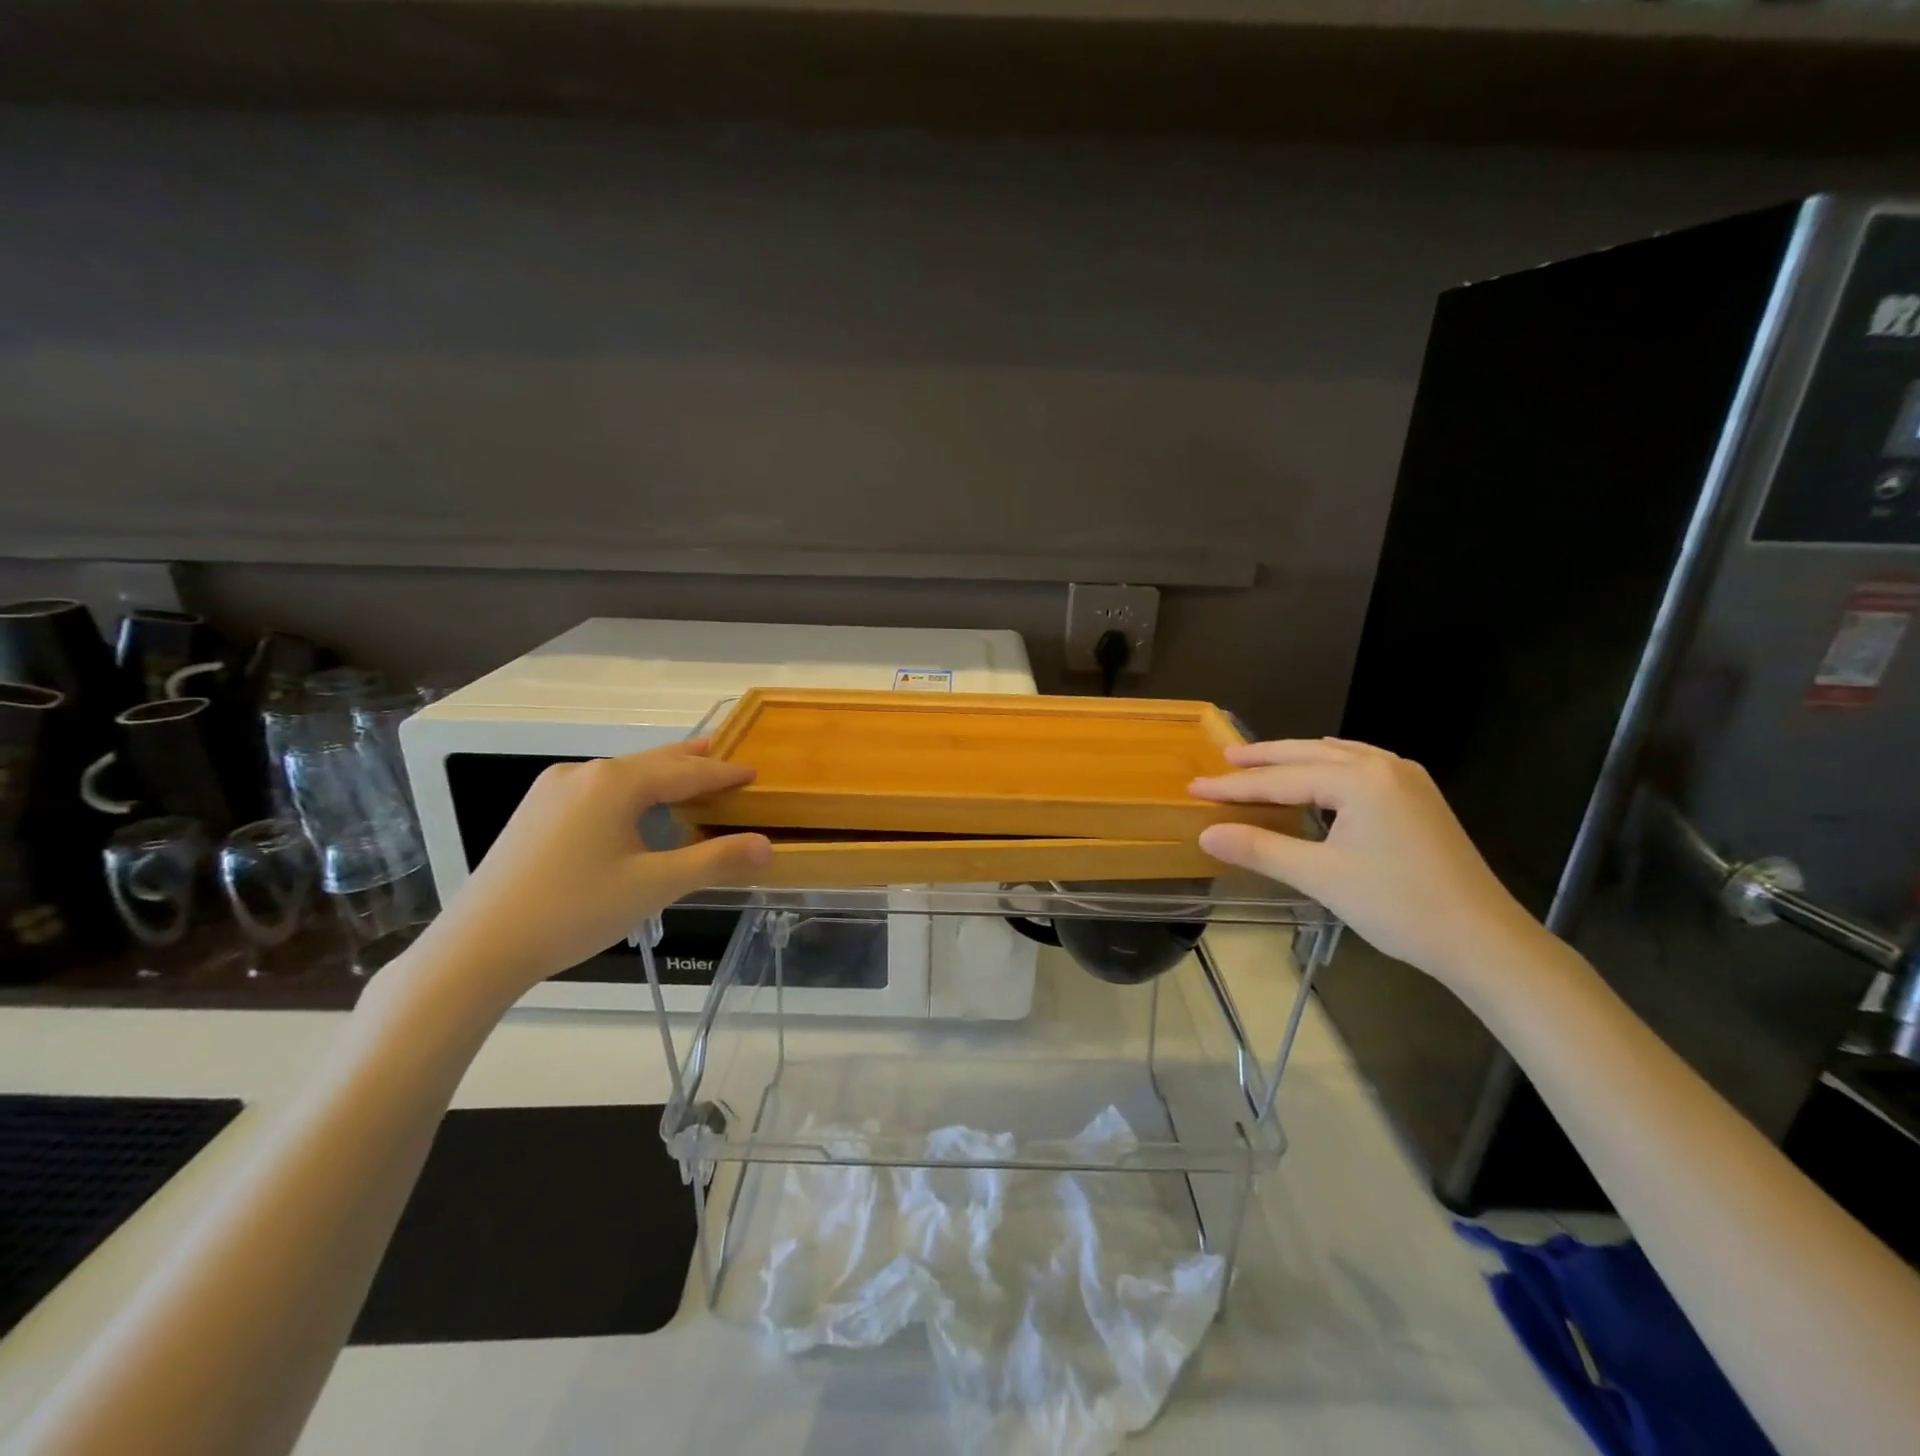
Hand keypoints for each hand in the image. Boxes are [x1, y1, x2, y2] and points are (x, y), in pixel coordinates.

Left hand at [425, 741, 771, 997]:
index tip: (753, 772)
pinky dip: (628, 790)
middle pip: (651, 763)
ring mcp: (551, 790)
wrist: (478, 947)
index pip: (685, 772)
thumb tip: (767, 845)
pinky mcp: (534, 811)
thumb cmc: (575, 910)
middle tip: (722, 754)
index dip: (723, 774)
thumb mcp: (654, 886)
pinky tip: (632, 805)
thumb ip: (714, 861)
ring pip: (621, 775)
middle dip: (690, 762)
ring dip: (658, 775)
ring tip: (685, 773)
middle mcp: (583, 773)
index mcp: (615, 782)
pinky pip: (596, 789)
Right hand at [1190, 738, 1540, 984]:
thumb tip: (1205, 833)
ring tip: (1262, 760)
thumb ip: (1260, 848)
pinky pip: (1362, 765)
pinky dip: (1329, 765)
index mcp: (1360, 780)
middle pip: (1310, 754)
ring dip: (1297, 758)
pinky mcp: (1420, 798)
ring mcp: (1408, 779)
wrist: (1483, 940)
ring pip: (1338, 756)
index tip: (1196, 786)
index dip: (1235, 786)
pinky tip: (1323, 771)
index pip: (1282, 780)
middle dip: (1264, 758)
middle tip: (1224, 759)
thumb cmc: (1398, 905)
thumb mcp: (1320, 877)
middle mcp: (1384, 766)